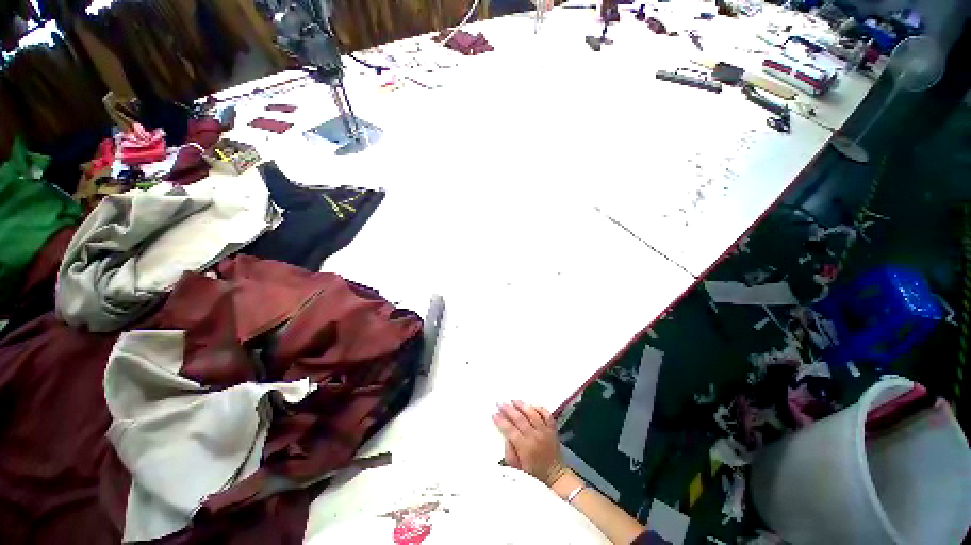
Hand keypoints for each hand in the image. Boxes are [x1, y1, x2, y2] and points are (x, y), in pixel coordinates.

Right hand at [492, 400, 566, 487]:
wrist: (556, 477)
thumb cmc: (535, 475)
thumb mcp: (518, 470)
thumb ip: (510, 453)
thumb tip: (506, 437)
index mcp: (525, 447)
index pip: (510, 430)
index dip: (501, 421)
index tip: (494, 414)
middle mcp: (535, 436)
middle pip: (520, 419)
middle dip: (508, 410)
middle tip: (500, 403)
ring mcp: (545, 431)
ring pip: (532, 413)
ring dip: (522, 405)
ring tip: (513, 400)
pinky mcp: (553, 429)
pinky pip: (546, 415)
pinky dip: (539, 408)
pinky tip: (532, 405)